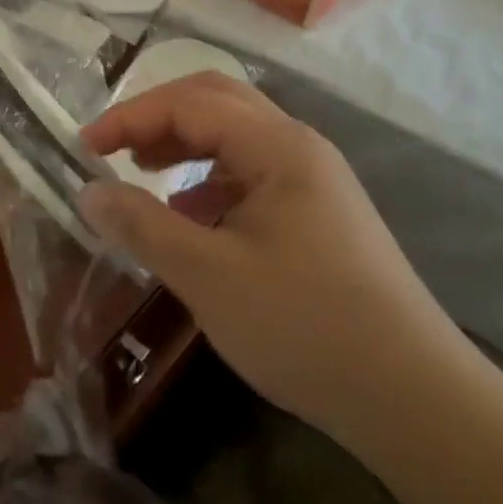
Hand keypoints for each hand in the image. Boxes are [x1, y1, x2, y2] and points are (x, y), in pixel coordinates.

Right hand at [79, 73, 454, 441]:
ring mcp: (314, 177)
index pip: (188, 104)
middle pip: (216, 101)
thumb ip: (143, 225)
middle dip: (159, 117)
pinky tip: (193, 218)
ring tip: (144, 175)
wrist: (419, 402)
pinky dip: (211, 179)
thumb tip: (88, 192)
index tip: (84, 147)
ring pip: (236, 135)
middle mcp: (297, 145)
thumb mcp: (209, 277)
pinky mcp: (320, 212)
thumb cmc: (306, 326)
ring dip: (185, 145)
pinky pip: (253, 171)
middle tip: (115, 147)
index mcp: (277, 144)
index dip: (130, 118)